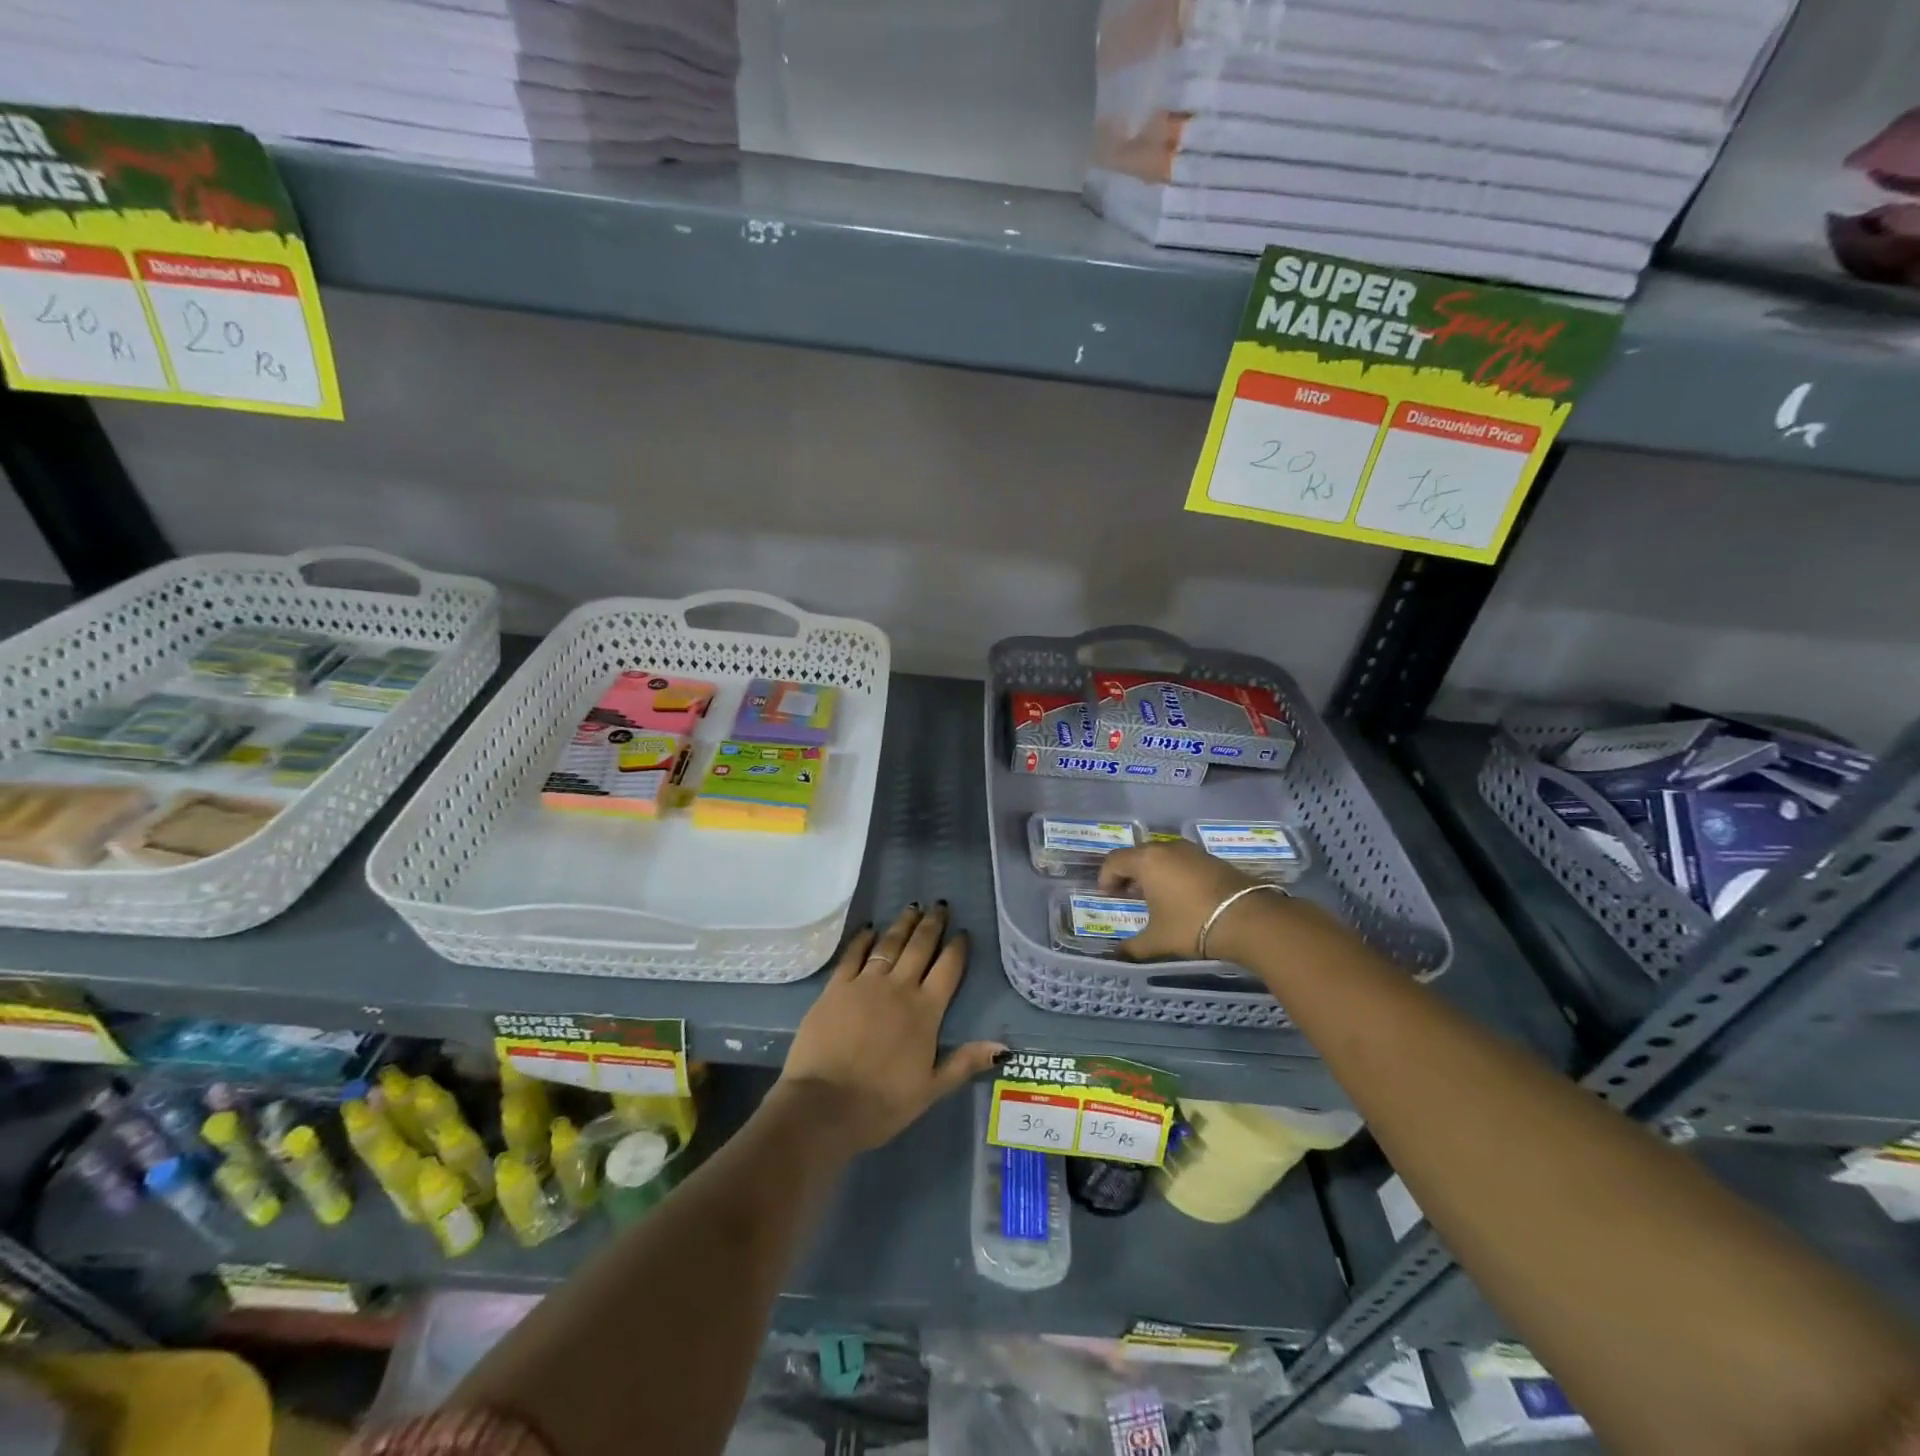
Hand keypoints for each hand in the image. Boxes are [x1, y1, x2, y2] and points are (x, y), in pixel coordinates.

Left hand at [777, 902, 1005, 1153]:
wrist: (824, 1105)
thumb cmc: (881, 1102)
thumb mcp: (931, 1089)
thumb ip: (965, 1062)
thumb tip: (1004, 1047)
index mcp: (926, 1011)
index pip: (948, 969)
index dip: (957, 948)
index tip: (963, 932)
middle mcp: (899, 988)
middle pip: (920, 947)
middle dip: (932, 924)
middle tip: (940, 905)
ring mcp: (865, 983)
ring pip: (890, 943)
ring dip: (903, 924)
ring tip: (913, 907)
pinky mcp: (836, 987)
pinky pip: (854, 954)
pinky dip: (863, 938)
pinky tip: (870, 927)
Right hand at [1098, 839, 1267, 961]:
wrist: (1248, 919)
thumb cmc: (1191, 925)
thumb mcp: (1157, 940)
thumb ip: (1133, 947)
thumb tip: (1117, 955)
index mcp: (1146, 861)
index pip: (1114, 861)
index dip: (1106, 878)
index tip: (1109, 896)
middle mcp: (1166, 848)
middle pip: (1137, 855)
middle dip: (1128, 874)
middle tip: (1128, 895)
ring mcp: (1191, 850)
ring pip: (1161, 855)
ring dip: (1152, 872)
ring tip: (1155, 896)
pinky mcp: (1211, 857)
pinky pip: (1181, 860)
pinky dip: (1173, 872)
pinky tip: (1180, 895)